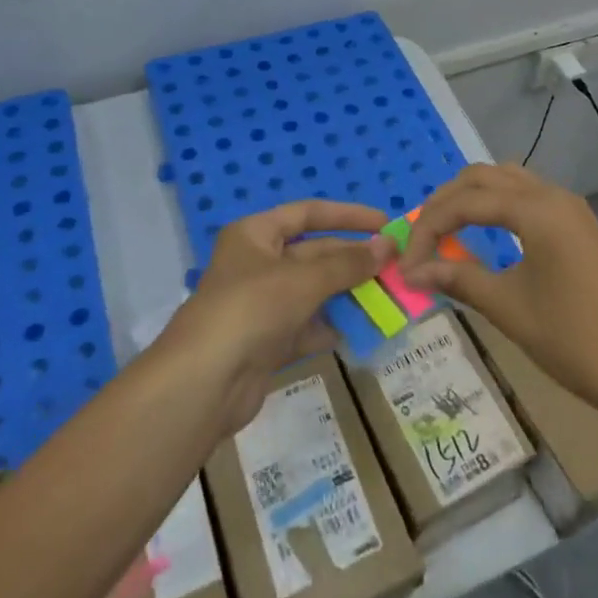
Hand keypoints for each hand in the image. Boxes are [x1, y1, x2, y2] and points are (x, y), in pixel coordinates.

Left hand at [160, 200, 393, 433]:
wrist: (203, 384)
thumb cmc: (252, 309)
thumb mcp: (304, 279)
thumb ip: (348, 263)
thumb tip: (389, 245)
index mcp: (255, 234)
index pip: (308, 213)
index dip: (347, 216)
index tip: (384, 223)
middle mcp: (256, 263)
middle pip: (313, 253)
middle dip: (352, 259)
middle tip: (394, 265)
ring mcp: (260, 304)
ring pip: (313, 291)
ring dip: (347, 293)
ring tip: (387, 297)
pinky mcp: (265, 342)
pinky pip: (306, 326)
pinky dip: (330, 327)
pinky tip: (359, 330)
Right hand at [403, 164, 597, 429]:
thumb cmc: (574, 339)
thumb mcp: (509, 308)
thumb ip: (459, 278)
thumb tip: (413, 271)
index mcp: (536, 209)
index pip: (465, 202)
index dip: (428, 228)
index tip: (405, 264)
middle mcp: (552, 195)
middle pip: (483, 177)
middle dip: (445, 203)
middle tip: (420, 240)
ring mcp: (569, 207)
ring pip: (506, 181)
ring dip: (471, 199)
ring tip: (445, 233)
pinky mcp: (577, 225)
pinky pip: (526, 196)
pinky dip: (495, 206)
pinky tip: (483, 234)